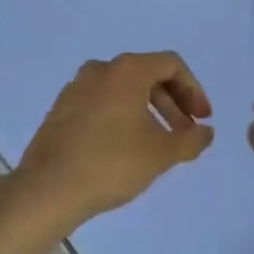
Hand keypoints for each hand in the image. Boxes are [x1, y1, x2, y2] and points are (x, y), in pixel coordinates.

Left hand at [6, 52, 213, 233]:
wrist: (47, 189)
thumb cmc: (111, 163)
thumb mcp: (161, 153)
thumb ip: (191, 139)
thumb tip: (205, 132)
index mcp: (126, 70)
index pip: (171, 65)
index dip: (194, 90)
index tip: (202, 120)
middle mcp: (100, 70)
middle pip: (147, 76)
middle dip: (173, 103)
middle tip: (185, 133)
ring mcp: (76, 88)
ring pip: (123, 91)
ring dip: (148, 112)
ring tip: (158, 144)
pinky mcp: (60, 110)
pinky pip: (102, 104)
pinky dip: (122, 117)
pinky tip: (126, 148)